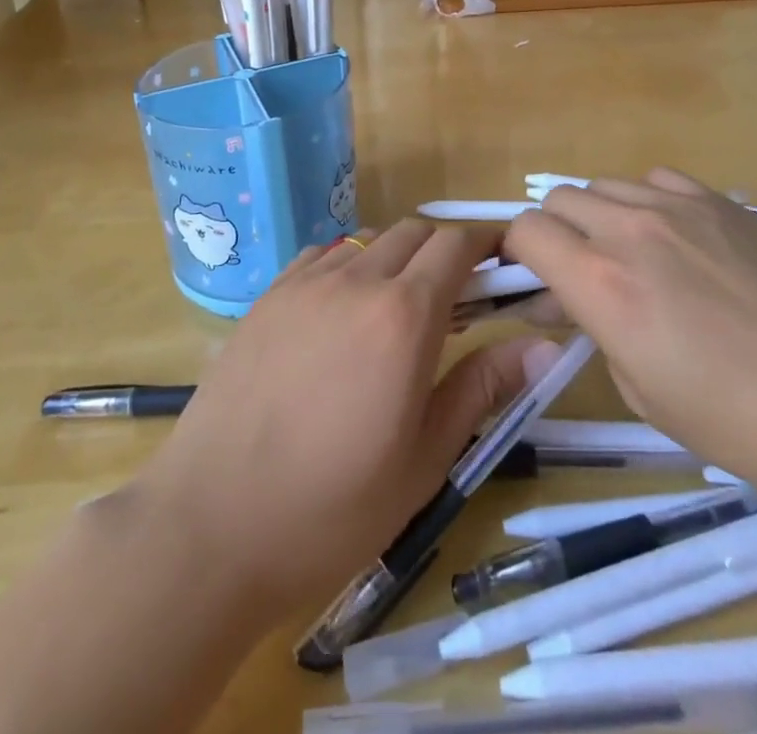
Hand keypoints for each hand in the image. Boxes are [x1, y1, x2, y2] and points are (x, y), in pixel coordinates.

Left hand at [133, 221, 559, 618]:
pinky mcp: (267, 297)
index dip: (485, 244)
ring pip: (368, 240)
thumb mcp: (425, 459)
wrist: (211, 524)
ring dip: (396, 257)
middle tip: (457, 297)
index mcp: (403, 316)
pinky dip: (349, 265)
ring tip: (398, 308)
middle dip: (444, 250)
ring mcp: (304, 284)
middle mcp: (356, 280)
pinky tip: (342, 311)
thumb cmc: (332, 507)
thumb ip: (483, 387)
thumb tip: (545, 347)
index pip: (455, 245)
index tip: (503, 263)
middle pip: (414, 232)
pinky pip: (321, 256)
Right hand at [504, 168, 756, 519]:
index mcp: (603, 284)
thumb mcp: (648, 397)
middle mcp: (631, 230)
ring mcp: (681, 207)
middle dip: (555, 234)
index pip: (525, 232)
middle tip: (581, 276)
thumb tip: (582, 303)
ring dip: (599, 217)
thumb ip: (601, 333)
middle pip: (559, 198)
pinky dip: (647, 202)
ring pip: (606, 186)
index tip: (533, 283)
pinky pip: (659, 181)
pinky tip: (678, 240)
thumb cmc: (749, 425)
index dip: (517, 255)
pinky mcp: (725, 202)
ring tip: (632, 259)